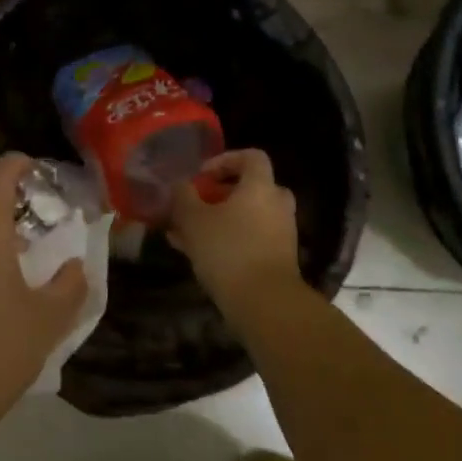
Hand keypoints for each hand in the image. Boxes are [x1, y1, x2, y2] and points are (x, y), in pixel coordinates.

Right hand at [167, 148, 300, 311]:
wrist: (266, 304)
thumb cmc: (228, 250)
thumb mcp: (193, 220)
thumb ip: (183, 196)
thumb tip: (180, 184)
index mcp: (260, 187)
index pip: (251, 156)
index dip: (225, 159)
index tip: (202, 175)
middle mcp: (276, 205)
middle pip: (252, 187)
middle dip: (221, 193)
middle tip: (198, 203)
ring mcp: (281, 234)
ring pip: (248, 216)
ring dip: (220, 220)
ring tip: (186, 234)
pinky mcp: (278, 259)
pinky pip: (250, 239)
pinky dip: (228, 240)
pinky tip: (198, 255)